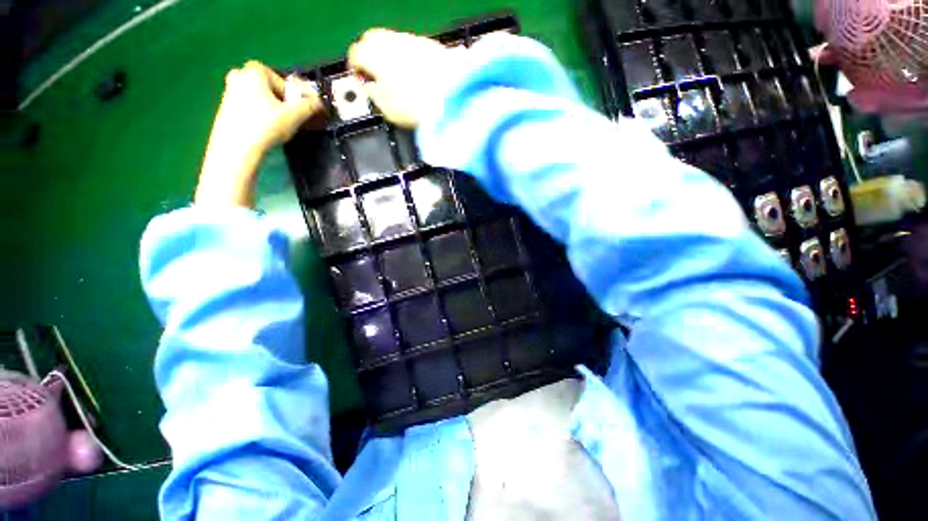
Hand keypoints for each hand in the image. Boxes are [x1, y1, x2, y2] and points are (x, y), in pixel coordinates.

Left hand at [196, 61, 321, 207]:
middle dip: (281, 102)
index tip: (297, 111)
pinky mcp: (225, 107)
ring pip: (259, 98)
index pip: (283, 81)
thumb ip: (310, 105)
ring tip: (276, 128)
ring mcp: (229, 91)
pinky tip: (263, 131)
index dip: (293, 97)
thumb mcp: (295, 115)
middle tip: (288, 119)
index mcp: (255, 70)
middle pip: (270, 89)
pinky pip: (249, 108)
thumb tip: (319, 102)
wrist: (236, 146)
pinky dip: (258, 117)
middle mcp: (239, 74)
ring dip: (271, 110)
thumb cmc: (266, 126)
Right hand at [348, 29, 466, 127]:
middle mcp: (392, 41)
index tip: (361, 82)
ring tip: (398, 79)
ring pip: (393, 41)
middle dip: (370, 55)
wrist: (454, 96)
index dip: (356, 69)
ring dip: (390, 56)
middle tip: (376, 76)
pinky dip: (409, 58)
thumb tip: (368, 88)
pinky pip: (413, 48)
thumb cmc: (417, 105)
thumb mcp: (387, 107)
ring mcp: (413, 40)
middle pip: (372, 39)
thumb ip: (373, 94)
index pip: (356, 53)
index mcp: (374, 55)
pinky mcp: (432, 46)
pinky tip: (416, 76)